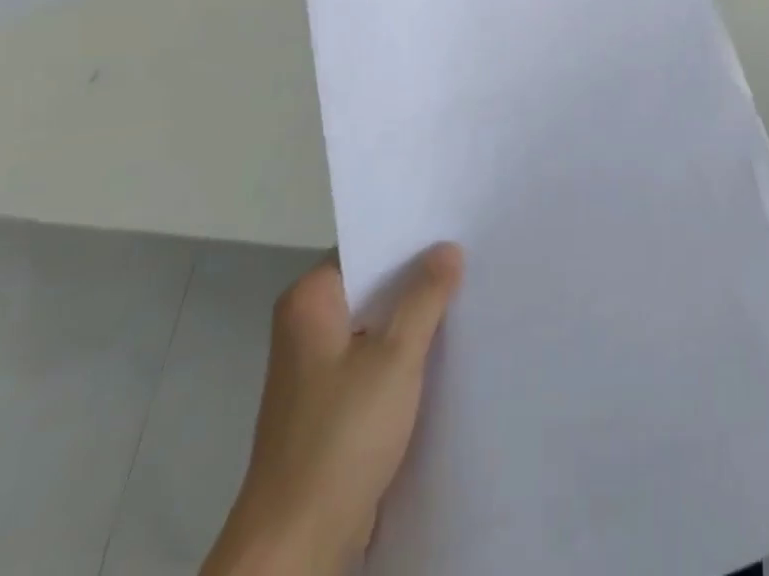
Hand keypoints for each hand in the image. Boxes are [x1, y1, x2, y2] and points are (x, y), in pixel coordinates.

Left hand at [201, 243, 463, 575]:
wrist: (296, 547)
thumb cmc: (341, 436)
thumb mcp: (395, 356)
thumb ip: (425, 296)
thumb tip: (448, 248)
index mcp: (310, 302)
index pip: (366, 247)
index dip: (410, 237)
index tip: (455, 224)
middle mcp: (308, 326)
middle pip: (374, 285)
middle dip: (419, 277)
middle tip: (473, 254)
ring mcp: (318, 367)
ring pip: (377, 324)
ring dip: (415, 318)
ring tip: (469, 294)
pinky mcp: (331, 404)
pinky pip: (375, 359)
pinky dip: (405, 353)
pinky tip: (446, 348)